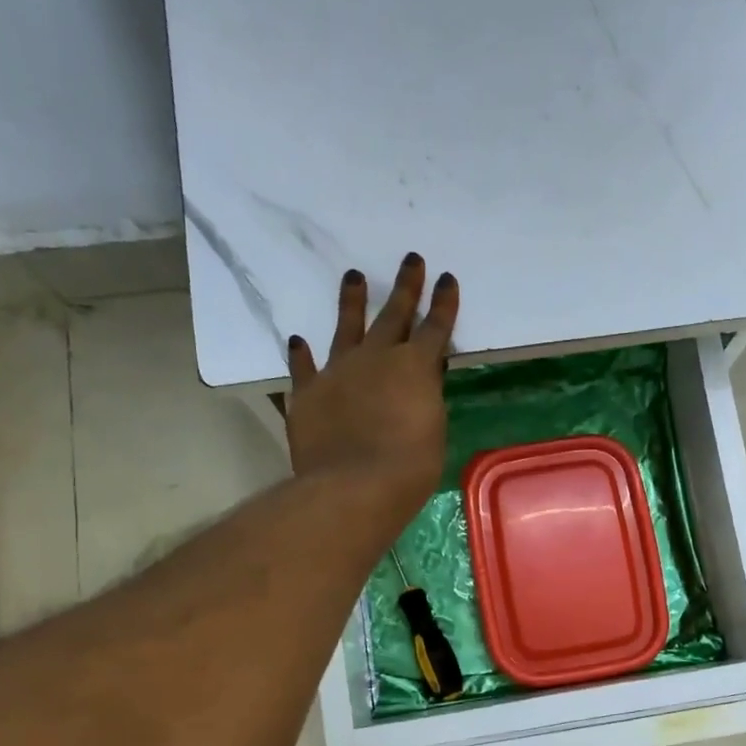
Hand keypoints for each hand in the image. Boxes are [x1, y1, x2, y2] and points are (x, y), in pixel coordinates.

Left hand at [286, 253, 458, 518]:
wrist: (353, 486)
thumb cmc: (409, 467)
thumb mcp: (432, 430)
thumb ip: (425, 399)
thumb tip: (419, 384)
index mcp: (416, 367)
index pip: (435, 327)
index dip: (443, 303)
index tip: (446, 278)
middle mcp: (377, 358)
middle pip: (394, 315)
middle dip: (405, 287)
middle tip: (410, 260)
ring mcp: (338, 371)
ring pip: (346, 327)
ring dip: (351, 301)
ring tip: (353, 276)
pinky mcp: (308, 392)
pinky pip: (304, 367)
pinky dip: (301, 354)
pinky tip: (298, 340)